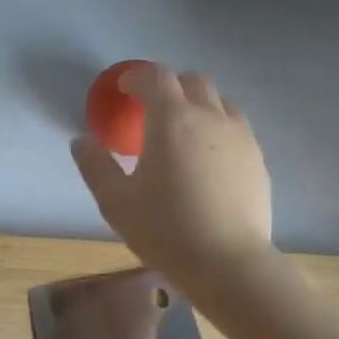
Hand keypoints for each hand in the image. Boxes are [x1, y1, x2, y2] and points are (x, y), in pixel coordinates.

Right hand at [72, 63, 273, 293]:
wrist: (228, 262)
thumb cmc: (165, 229)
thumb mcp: (115, 201)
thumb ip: (95, 165)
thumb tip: (81, 141)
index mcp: (171, 119)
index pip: (156, 77)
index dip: (137, 77)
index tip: (124, 89)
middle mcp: (210, 116)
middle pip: (193, 81)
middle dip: (170, 85)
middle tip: (152, 106)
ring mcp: (240, 136)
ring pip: (220, 101)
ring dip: (198, 103)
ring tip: (184, 128)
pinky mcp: (258, 159)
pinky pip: (237, 127)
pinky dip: (218, 127)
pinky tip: (208, 156)